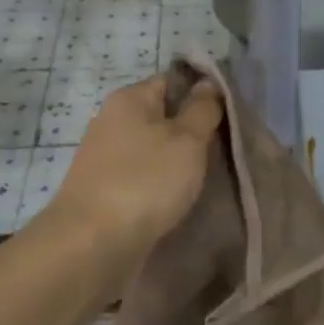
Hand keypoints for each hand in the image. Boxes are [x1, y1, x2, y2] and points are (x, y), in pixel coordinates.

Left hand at [53, 74, 221, 252]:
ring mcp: (106, 157)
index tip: (230, 114)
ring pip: (154, 149)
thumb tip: (208, 82)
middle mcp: (112, 121)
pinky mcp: (105, 189)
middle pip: (162, 116)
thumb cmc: (145, 182)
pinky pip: (143, 176)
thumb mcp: (187, 140)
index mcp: (129, 99)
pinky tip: (181, 198)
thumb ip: (202, 109)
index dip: (203, 92)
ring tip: (209, 176)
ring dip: (178, 161)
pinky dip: (162, 184)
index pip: (172, 80)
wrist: (93, 243)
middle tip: (226, 147)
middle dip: (193, 131)